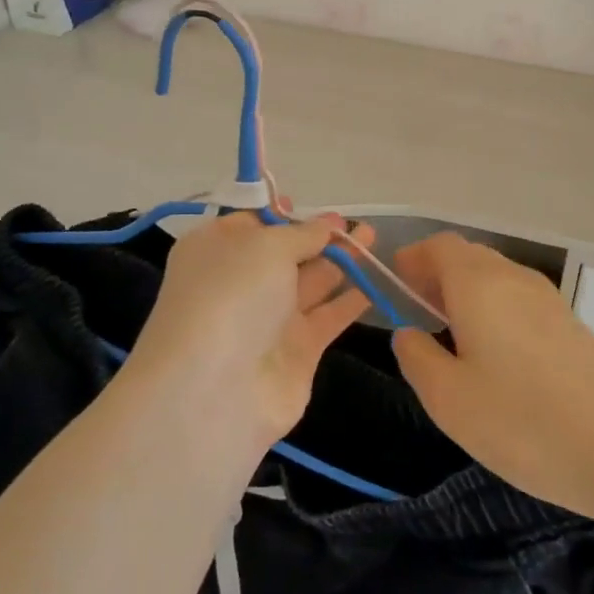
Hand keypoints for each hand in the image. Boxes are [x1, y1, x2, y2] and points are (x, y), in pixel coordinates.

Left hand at [128, 212, 373, 450]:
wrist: (216, 390)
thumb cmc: (232, 296)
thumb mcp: (266, 246)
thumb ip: (302, 234)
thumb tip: (324, 225)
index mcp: (215, 250)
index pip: (250, 224)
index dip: (280, 213)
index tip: (307, 203)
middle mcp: (240, 283)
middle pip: (285, 253)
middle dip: (319, 235)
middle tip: (355, 223)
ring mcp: (269, 320)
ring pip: (311, 281)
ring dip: (342, 260)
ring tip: (374, 237)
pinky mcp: (297, 351)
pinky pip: (329, 316)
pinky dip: (351, 299)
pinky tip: (377, 281)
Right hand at [391, 233, 593, 519]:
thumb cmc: (522, 422)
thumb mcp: (448, 399)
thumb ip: (417, 357)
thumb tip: (408, 332)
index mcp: (478, 284)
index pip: (440, 246)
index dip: (413, 258)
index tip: (395, 284)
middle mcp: (514, 278)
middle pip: (469, 256)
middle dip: (438, 274)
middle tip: (417, 310)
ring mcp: (549, 299)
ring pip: (497, 277)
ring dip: (468, 292)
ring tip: (452, 335)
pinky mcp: (571, 324)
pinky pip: (520, 299)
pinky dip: (495, 309)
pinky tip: (495, 354)